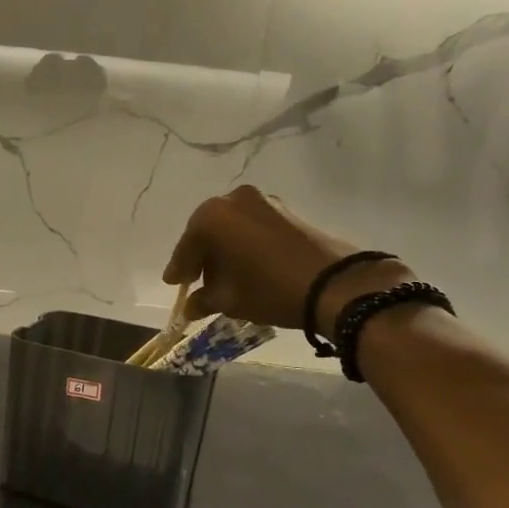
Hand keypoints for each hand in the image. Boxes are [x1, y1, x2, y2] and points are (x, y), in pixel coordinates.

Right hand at [162, 186, 406, 328]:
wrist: (334, 283)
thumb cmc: (270, 289)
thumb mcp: (230, 300)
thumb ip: (204, 300)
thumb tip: (190, 307)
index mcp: (212, 217)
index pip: (186, 247)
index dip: (179, 269)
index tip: (174, 284)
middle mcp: (233, 200)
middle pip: (207, 232)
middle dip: (202, 257)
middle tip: (196, 280)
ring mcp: (262, 201)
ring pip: (230, 228)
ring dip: (224, 250)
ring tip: (224, 277)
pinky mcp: (285, 210)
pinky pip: (251, 226)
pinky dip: (243, 244)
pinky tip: (247, 265)